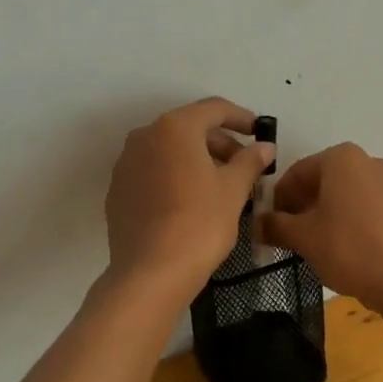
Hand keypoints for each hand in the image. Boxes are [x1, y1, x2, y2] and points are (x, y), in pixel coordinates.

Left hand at [105, 98, 274, 294]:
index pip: (214, 109)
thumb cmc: (199, 223)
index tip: (259, 132)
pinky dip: (175, 176)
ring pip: (169, 150)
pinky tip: (191, 201)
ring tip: (221, 185)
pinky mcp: (118, 190)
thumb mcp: (233, 190)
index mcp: (175, 128)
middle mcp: (145, 136)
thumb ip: (250, 161)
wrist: (150, 273)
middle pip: (190, 128)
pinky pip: (153, 172)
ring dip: (197, 159)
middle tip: (245, 165)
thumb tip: (265, 147)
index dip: (241, 118)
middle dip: (220, 142)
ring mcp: (126, 163)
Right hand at [258, 144, 382, 314]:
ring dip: (323, 216)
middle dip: (300, 207)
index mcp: (340, 158)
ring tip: (313, 246)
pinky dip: (347, 222)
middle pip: (320, 182)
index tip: (268, 225)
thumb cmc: (350, 248)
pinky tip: (342, 250)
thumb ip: (275, 226)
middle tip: (287, 237)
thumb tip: (255, 223)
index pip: (295, 173)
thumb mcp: (304, 237)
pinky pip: (364, 208)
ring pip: (343, 196)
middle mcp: (366, 161)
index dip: (277, 200)